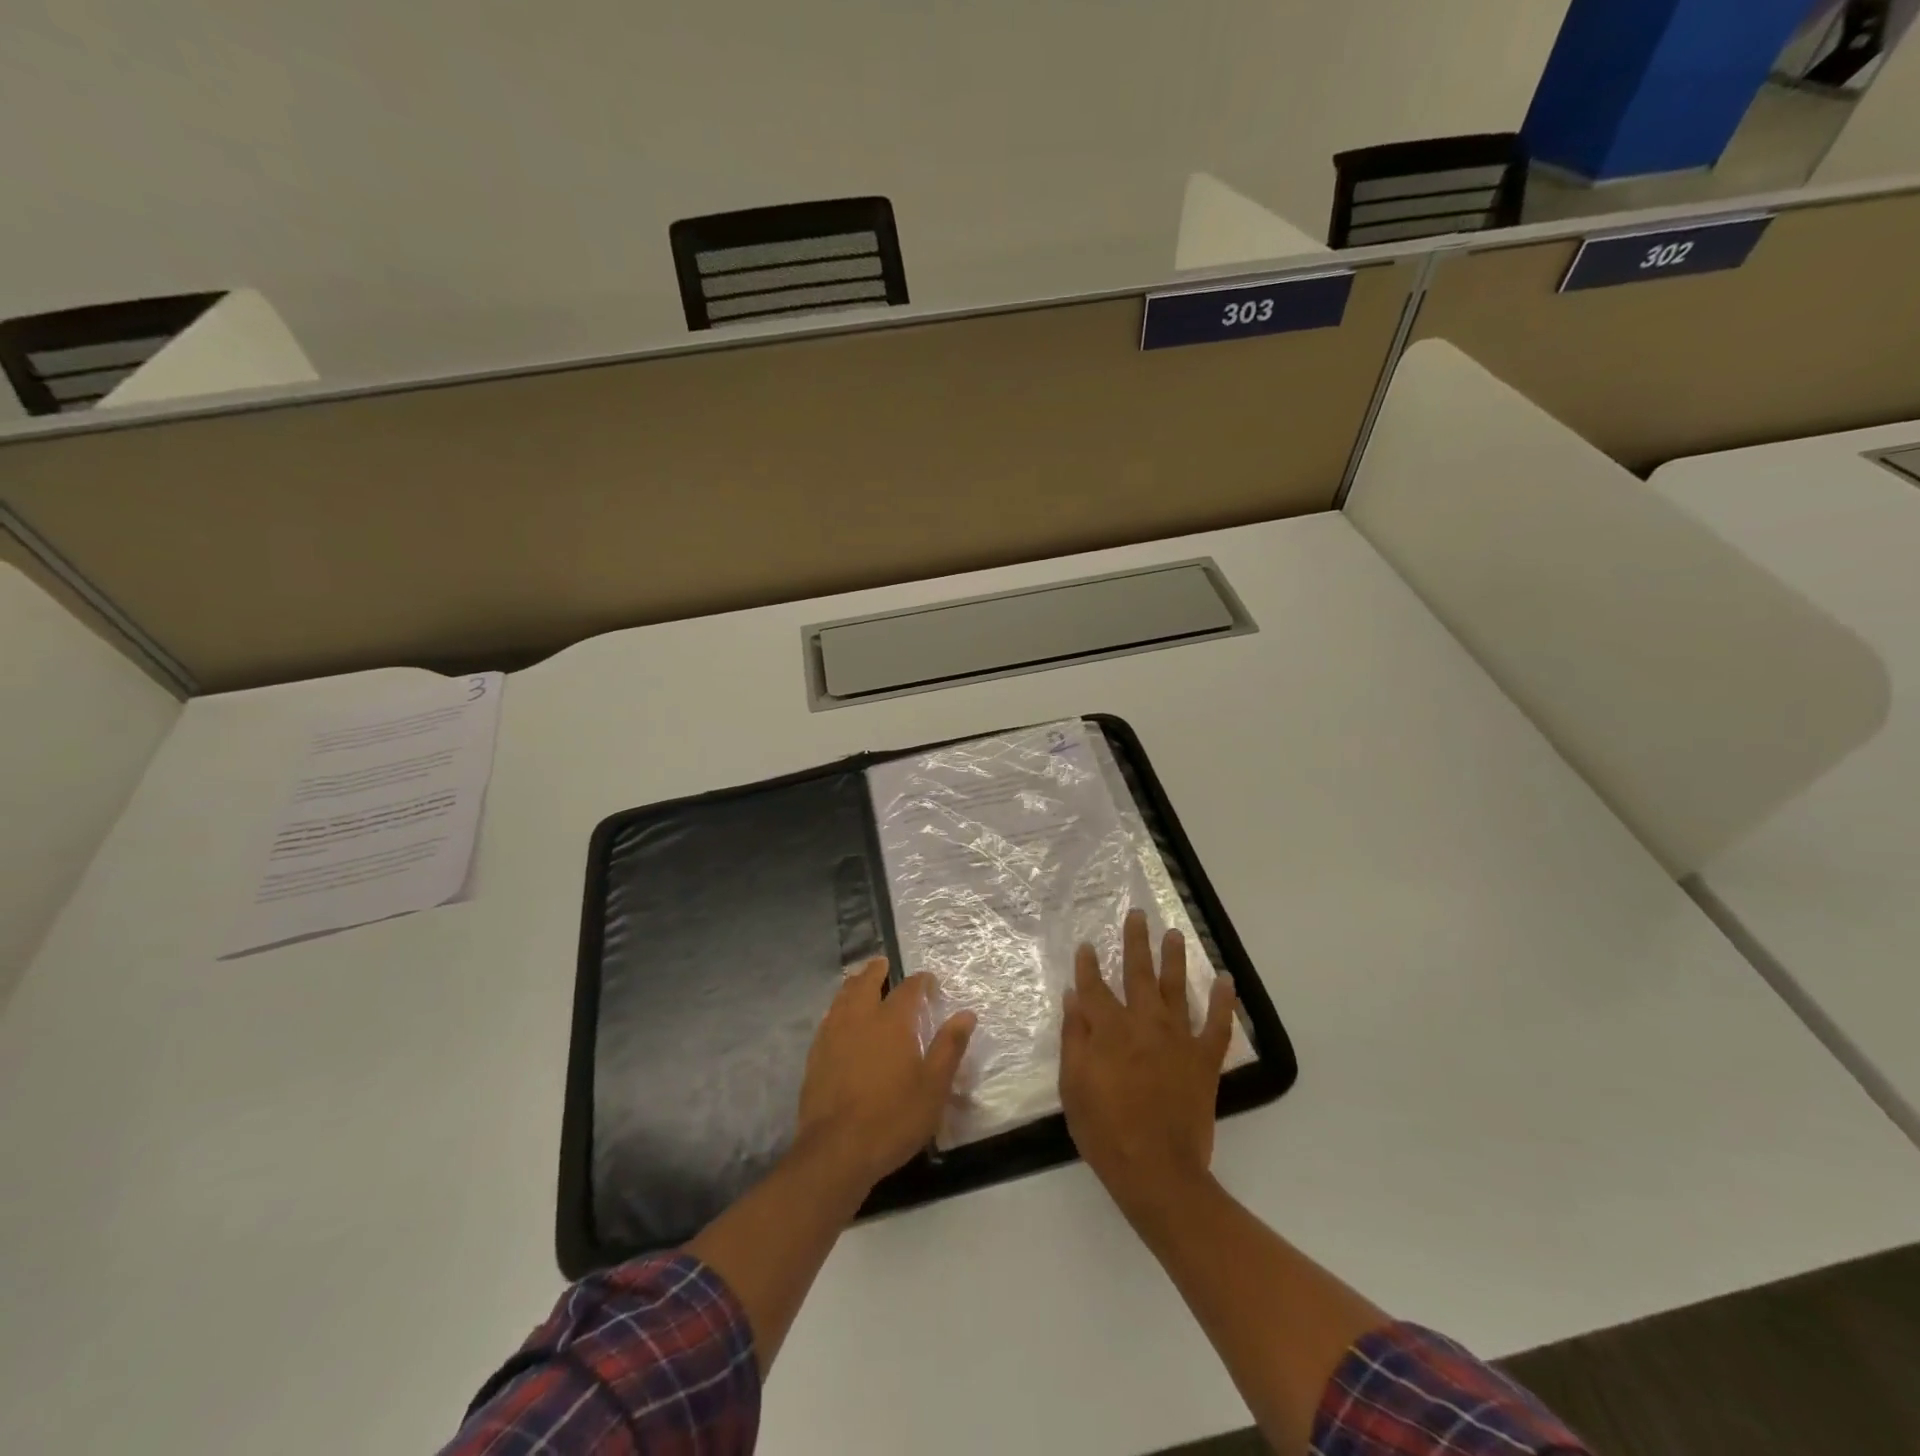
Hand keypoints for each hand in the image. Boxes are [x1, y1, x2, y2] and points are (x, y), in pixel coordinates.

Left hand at [795, 958, 975, 1193]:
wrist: (836, 1150)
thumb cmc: (893, 1117)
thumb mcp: (933, 1087)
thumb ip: (949, 1047)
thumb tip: (966, 1014)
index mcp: (892, 1021)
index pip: (908, 989)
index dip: (920, 981)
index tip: (929, 982)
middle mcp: (860, 1018)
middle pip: (866, 982)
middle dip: (877, 970)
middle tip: (883, 964)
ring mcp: (833, 1035)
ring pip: (842, 997)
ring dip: (854, 984)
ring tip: (860, 981)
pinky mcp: (816, 1055)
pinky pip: (828, 1018)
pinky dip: (837, 1008)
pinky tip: (839, 1018)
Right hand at [1060, 909, 1237, 1229]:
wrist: (1157, 1171)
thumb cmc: (1106, 1131)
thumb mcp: (1073, 1086)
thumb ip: (1074, 1038)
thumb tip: (1074, 997)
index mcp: (1109, 1029)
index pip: (1094, 986)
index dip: (1089, 965)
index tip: (1088, 945)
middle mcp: (1144, 1023)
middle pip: (1138, 973)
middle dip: (1136, 941)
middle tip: (1138, 914)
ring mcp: (1178, 1038)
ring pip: (1176, 987)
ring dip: (1174, 958)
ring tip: (1175, 933)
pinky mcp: (1205, 1059)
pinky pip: (1218, 1024)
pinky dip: (1224, 1001)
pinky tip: (1226, 979)